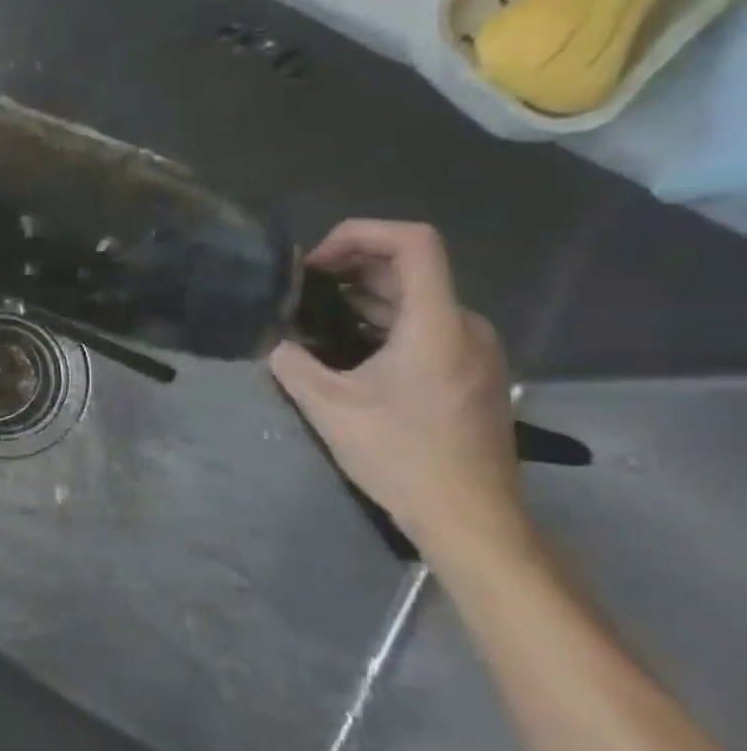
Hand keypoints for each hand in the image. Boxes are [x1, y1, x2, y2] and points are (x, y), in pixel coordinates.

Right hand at [269, 221, 522, 548]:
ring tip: (310, 321)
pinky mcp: (470, 373)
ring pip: (414, 301)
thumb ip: (292, 364)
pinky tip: (343, 351)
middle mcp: (464, 327)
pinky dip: (379, 324)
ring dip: (360, 299)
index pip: (413, 242)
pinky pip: (423, 328)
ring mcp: (473, 351)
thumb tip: (276, 343)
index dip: (360, 233)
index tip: (314, 263)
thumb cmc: (401, 456)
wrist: (470, 517)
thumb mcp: (328, 408)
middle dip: (348, 269)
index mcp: (437, 325)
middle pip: (409, 269)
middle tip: (298, 293)